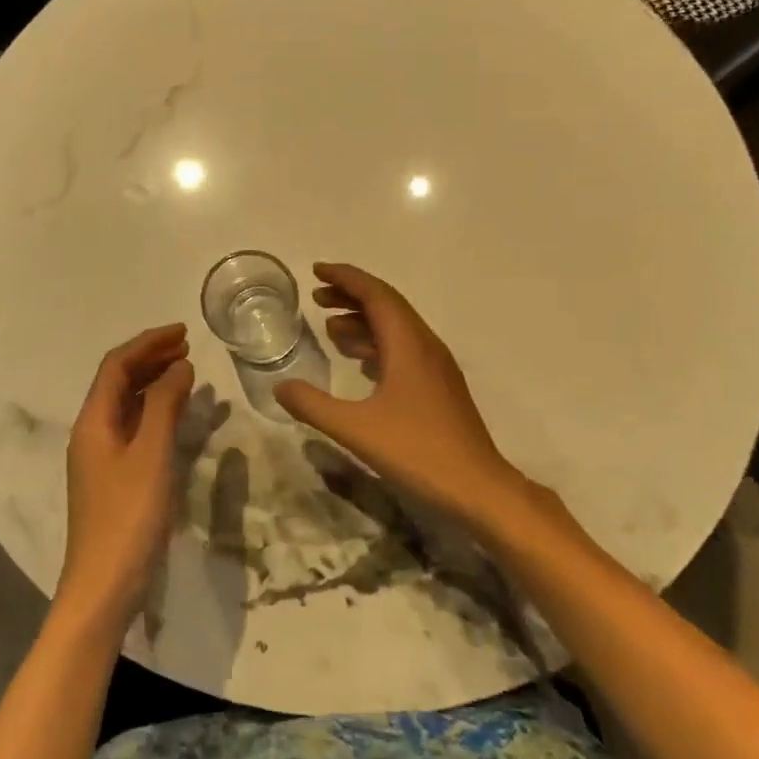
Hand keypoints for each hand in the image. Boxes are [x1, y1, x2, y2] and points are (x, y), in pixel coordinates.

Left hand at [57, 323, 195, 631]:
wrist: (105, 585)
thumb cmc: (128, 516)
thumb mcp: (151, 455)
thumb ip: (164, 406)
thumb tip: (179, 366)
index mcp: (93, 421)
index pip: (116, 366)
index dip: (148, 343)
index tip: (183, 331)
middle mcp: (92, 432)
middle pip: (118, 381)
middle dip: (151, 358)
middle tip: (188, 347)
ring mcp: (101, 456)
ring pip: (127, 405)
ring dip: (154, 383)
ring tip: (187, 372)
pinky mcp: (113, 477)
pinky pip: (134, 428)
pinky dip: (155, 411)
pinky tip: (177, 415)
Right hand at [274, 263, 518, 522]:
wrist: (478, 488)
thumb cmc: (418, 452)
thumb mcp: (356, 429)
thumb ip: (313, 405)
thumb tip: (279, 387)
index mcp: (408, 345)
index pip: (376, 295)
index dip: (345, 278)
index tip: (316, 270)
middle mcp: (424, 346)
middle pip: (387, 305)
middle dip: (351, 295)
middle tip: (316, 297)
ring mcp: (435, 367)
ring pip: (396, 328)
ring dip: (363, 321)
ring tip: (329, 327)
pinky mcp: (438, 387)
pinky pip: (403, 349)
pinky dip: (377, 344)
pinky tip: (359, 361)